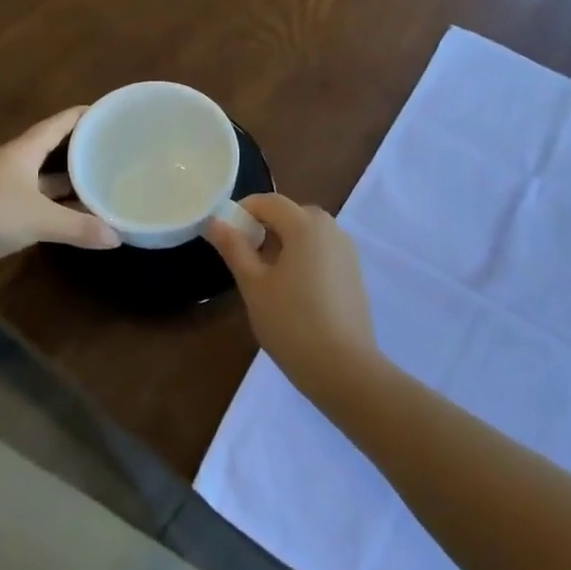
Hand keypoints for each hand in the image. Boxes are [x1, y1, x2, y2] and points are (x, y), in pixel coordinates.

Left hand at [0, 107, 119, 289]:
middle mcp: (15, 166)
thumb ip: (78, 227)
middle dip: (83, 151)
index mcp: (22, 152)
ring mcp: (6, 191)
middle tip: (117, 152)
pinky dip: (58, 210)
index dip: (83, 116)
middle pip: (54, 151)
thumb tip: (118, 237)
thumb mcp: (38, 219)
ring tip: (105, 184)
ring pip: (47, 182)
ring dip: (72, 184)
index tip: (111, 113)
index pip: (58, 124)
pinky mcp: (0, 216)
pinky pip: (38, 206)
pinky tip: (78, 218)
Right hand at [206, 194, 379, 400]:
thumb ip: (234, 248)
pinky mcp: (355, 274)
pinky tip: (294, 292)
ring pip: (308, 234)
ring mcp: (347, 251)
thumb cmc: (291, 322)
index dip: (243, 211)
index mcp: (305, 225)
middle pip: (291, 214)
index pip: (268, 201)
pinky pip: (323, 252)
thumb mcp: (253, 285)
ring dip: (285, 243)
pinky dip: (304, 258)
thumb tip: (215, 221)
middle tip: (244, 258)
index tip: (225, 235)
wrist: (344, 368)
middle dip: (265, 227)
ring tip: (267, 278)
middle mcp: (331, 229)